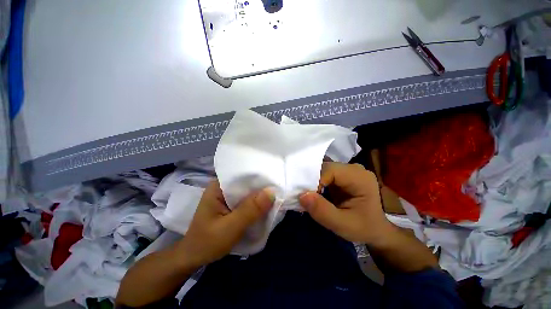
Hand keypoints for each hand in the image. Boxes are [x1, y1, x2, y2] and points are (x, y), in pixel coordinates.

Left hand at [176, 180, 273, 268]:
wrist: (193, 258)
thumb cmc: (206, 243)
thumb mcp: (229, 228)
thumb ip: (250, 210)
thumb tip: (272, 192)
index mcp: (218, 186)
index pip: (242, 174)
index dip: (259, 176)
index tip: (275, 178)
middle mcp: (223, 187)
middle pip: (246, 182)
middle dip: (261, 186)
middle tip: (279, 187)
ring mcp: (227, 196)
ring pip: (248, 192)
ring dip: (260, 195)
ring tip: (276, 194)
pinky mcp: (231, 205)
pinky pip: (247, 200)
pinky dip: (256, 203)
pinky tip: (266, 205)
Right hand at [299, 162, 391, 244]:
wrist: (376, 229)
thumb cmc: (364, 228)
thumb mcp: (343, 225)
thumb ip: (322, 211)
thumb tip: (302, 195)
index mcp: (359, 177)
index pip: (330, 170)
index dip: (315, 181)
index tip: (308, 198)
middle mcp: (354, 169)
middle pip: (326, 168)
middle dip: (313, 181)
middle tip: (306, 197)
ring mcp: (348, 170)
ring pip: (323, 170)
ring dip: (314, 182)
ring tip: (309, 196)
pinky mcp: (343, 175)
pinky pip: (325, 174)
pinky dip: (317, 182)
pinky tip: (316, 193)